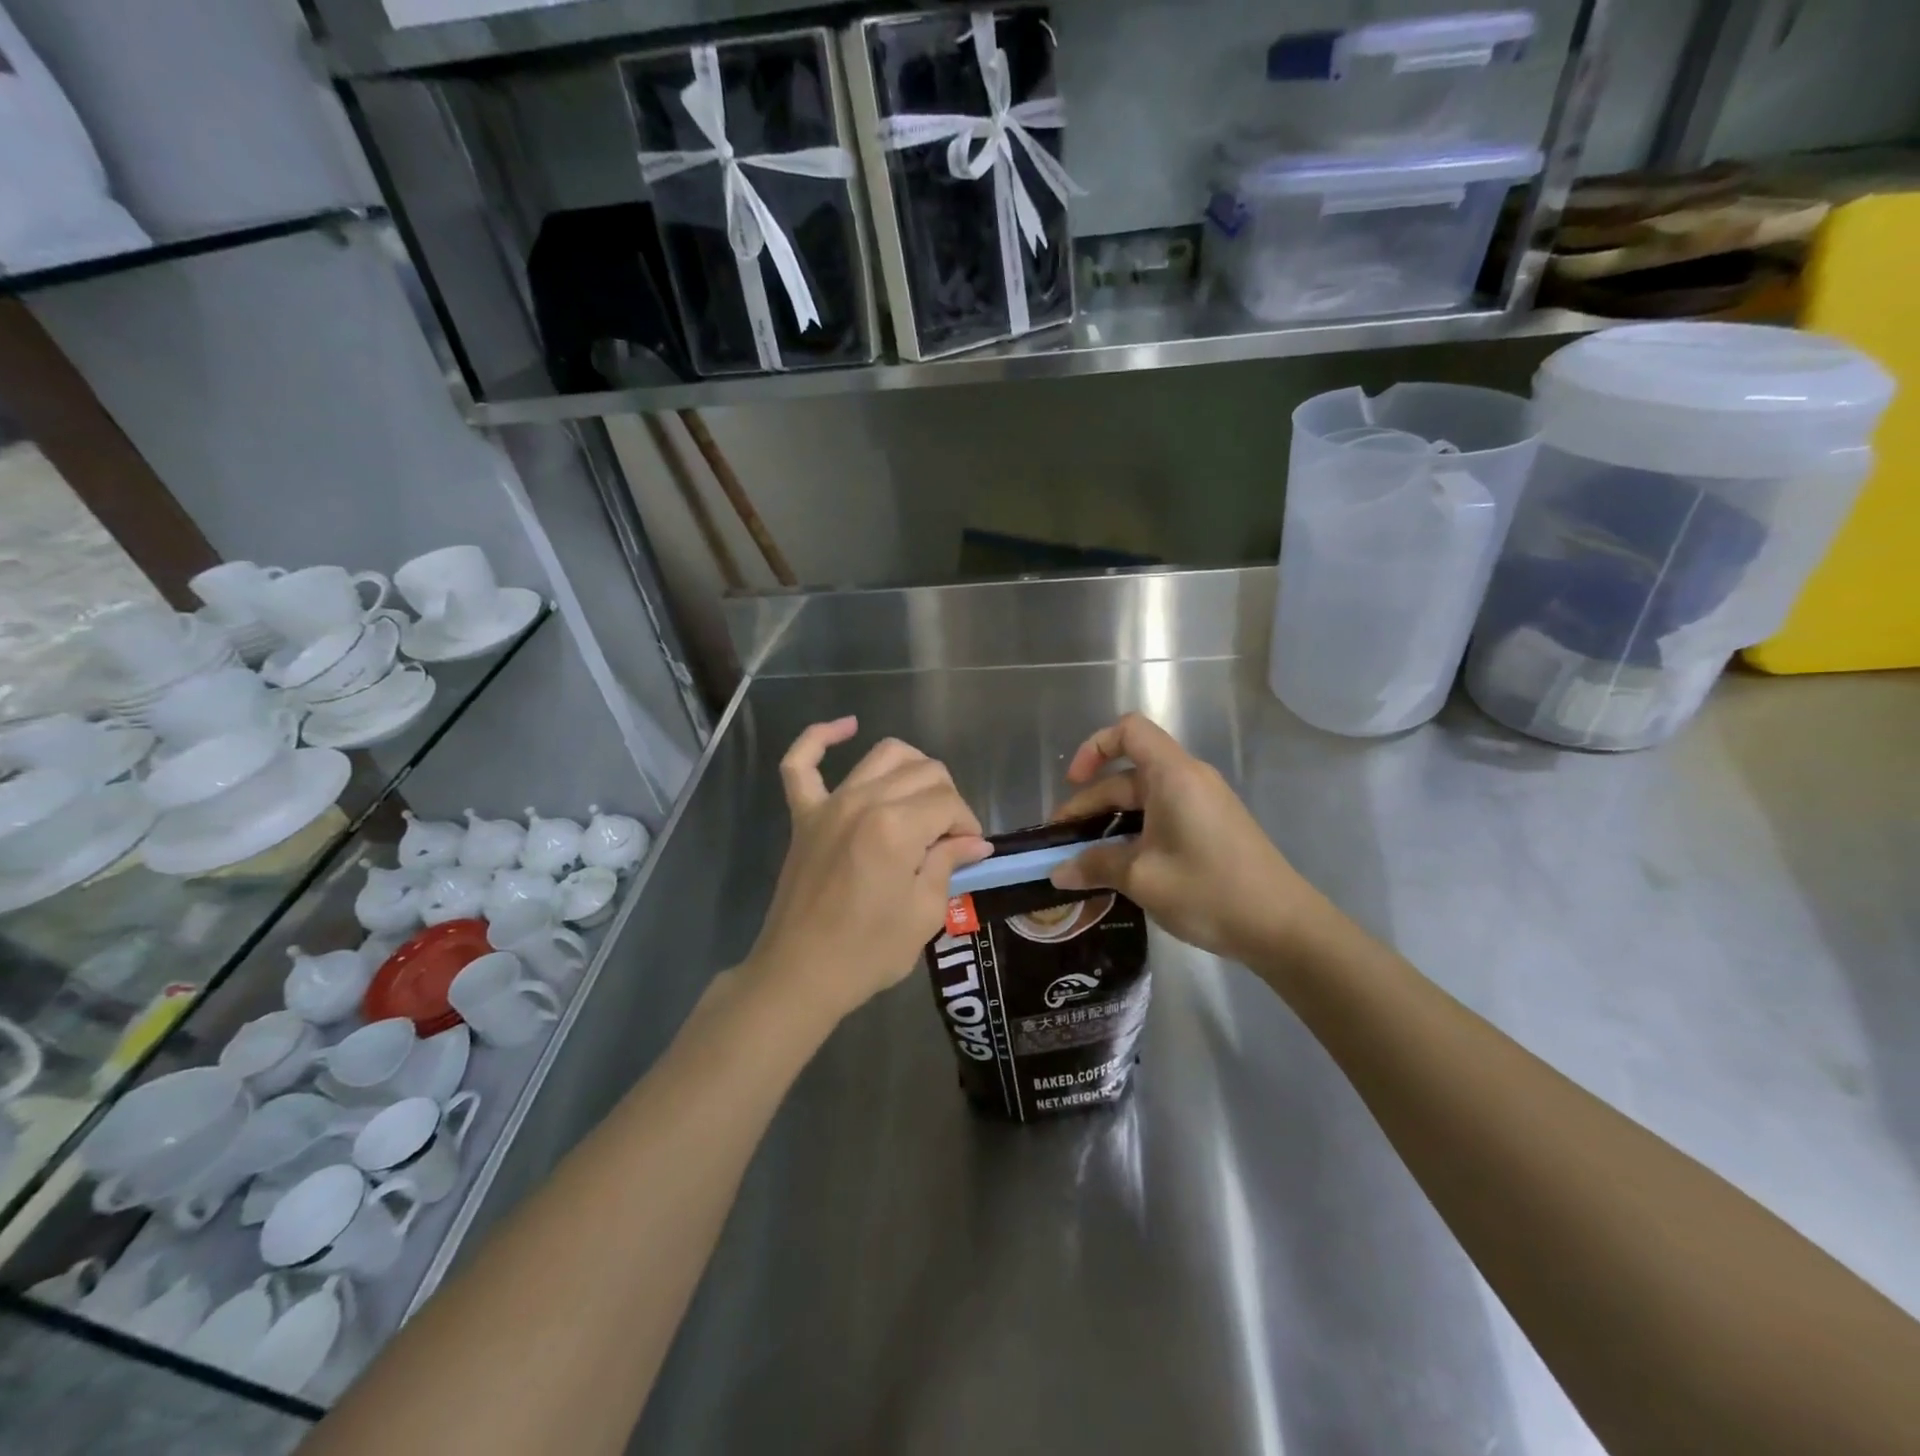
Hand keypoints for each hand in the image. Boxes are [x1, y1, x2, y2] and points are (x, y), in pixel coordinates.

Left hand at [746, 718, 991, 1022]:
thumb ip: (948, 864)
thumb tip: (974, 842)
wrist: (800, 974)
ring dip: (912, 768)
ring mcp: (829, 803)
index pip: (949, 802)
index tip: (969, 852)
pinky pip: (801, 763)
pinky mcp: (803, 814)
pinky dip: (820, 738)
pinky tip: (847, 727)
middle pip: (924, 772)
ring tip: (922, 799)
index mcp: (897, 827)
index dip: (968, 824)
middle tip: (948, 837)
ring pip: (883, 755)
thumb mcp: (924, 913)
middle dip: (948, 799)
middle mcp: (864, 801)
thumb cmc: (868, 951)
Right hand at [1050, 713, 1321, 961]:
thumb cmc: (1208, 890)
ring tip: (1085, 860)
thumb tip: (1058, 872)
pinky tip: (1122, 868)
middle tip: (1063, 844)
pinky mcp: (1213, 828)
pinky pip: (1164, 816)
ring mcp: (1204, 804)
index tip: (1073, 783)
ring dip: (1111, 824)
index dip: (1094, 748)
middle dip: (1091, 804)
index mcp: (1173, 776)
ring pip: (1145, 800)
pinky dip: (1136, 833)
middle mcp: (1189, 780)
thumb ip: (1095, 866)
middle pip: (1129, 774)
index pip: (1129, 731)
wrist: (1284, 927)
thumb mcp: (1142, 878)